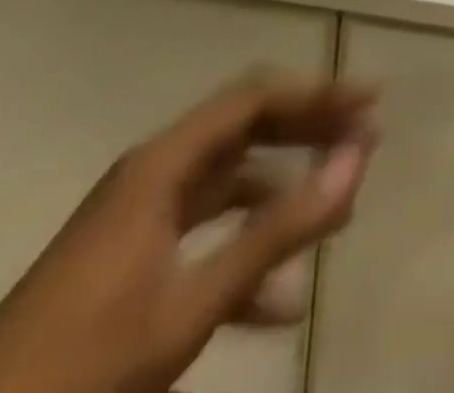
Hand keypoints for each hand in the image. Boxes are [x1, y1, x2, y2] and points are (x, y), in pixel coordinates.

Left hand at [0, 72, 379, 392]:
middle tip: (365, 140)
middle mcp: (154, 174)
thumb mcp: (191, 302)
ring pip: (232, 183)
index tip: (370, 100)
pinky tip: (277, 300)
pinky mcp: (131, 259)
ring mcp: (140, 217)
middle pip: (249, 128)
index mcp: (162, 164)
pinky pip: (207, 231)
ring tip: (335, 216)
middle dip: (310, 133)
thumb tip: (359, 158)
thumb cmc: (82, 362)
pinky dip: (248, 246)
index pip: (256, 97)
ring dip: (284, 194)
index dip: (318, 92)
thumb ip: (279, 228)